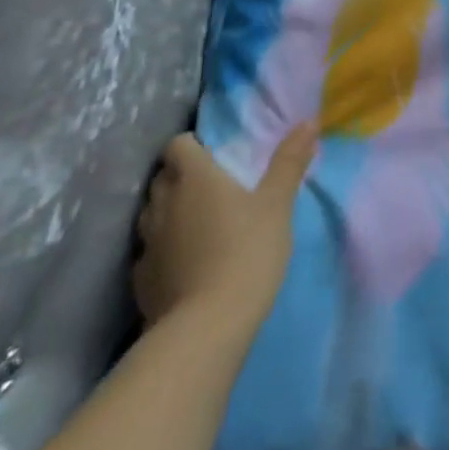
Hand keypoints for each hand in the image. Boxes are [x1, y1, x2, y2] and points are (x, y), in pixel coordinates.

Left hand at [132, 123, 317, 337]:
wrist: (206, 327)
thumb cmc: (247, 251)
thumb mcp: (278, 203)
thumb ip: (289, 161)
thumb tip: (308, 121)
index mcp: (194, 177)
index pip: (178, 145)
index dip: (193, 145)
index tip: (215, 154)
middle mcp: (162, 203)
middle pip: (162, 177)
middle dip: (181, 176)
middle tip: (213, 186)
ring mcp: (147, 243)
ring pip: (152, 213)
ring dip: (170, 211)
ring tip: (199, 222)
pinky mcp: (140, 280)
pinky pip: (149, 250)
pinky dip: (164, 248)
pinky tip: (185, 262)